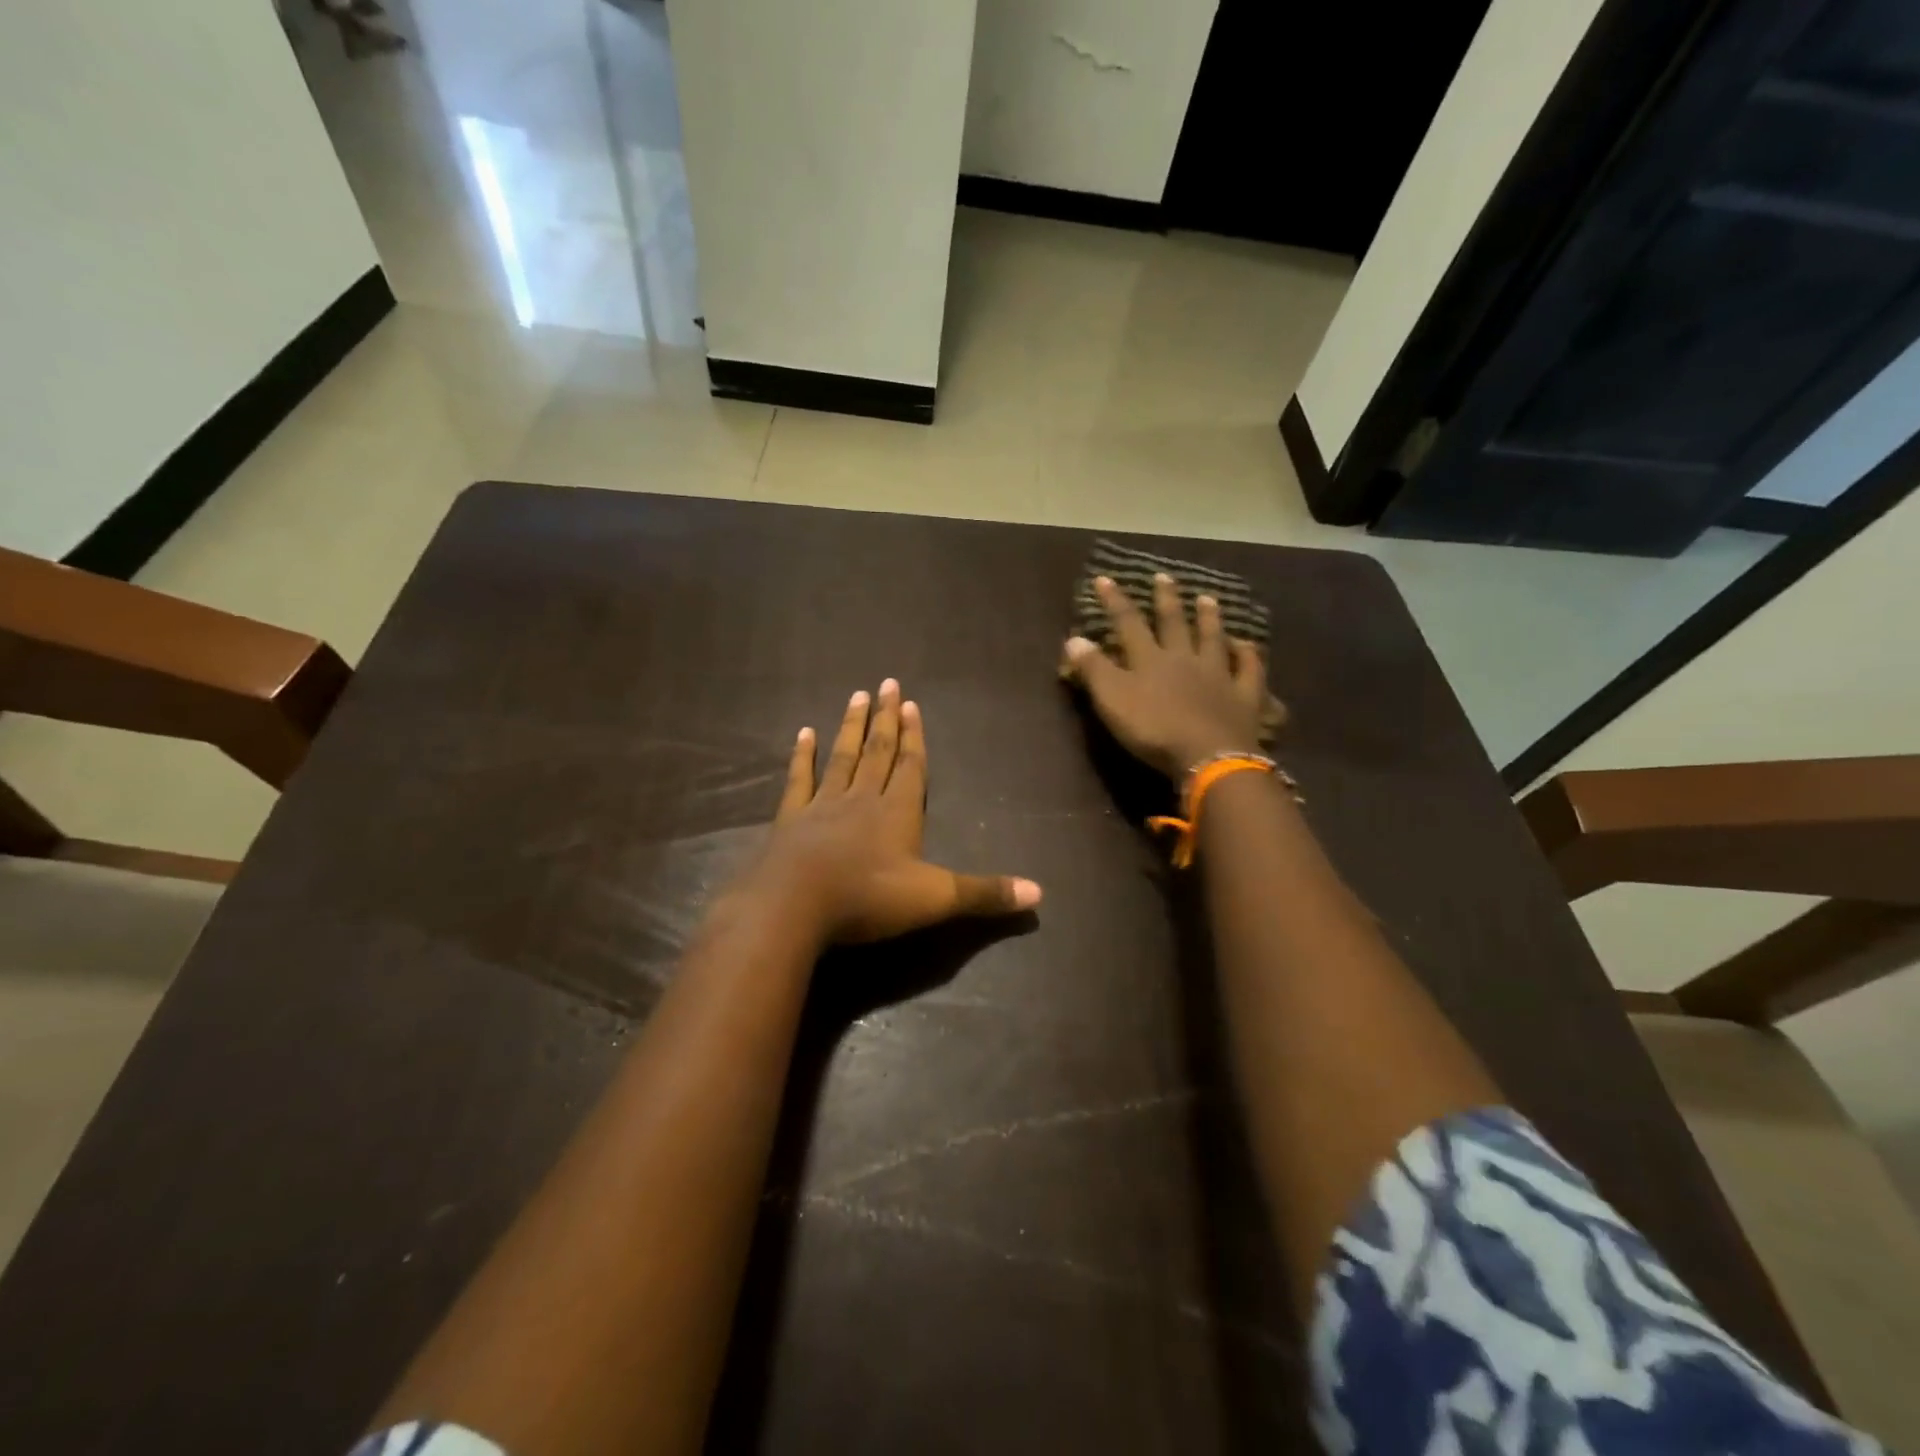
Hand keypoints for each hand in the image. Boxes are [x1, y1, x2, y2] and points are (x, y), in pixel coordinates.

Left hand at [747, 679, 1041, 944]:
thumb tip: (1040, 893)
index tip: (911, 704)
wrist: (795, 907)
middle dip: (886, 719)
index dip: (914, 737)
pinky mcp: (791, 819)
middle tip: (887, 683)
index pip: (911, 766)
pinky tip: (804, 732)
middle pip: (878, 752)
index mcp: (899, 813)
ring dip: (851, 727)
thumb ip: (984, 893)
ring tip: (856, 696)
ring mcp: (824, 805)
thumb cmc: (869, 898)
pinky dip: (803, 756)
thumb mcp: (935, 899)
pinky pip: (800, 779)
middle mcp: (863, 799)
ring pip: (842, 757)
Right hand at [1062, 573, 1266, 779]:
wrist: (1209, 756)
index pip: (1128, 623)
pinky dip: (1248, 654)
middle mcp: (1185, 659)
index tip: (1104, 579)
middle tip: (1164, 576)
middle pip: (1174, 623)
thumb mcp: (1112, 700)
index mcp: (1150, 659)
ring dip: (1209, 618)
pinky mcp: (1244, 696)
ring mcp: (1218, 675)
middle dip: (1166, 599)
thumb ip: (1094, 669)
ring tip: (1208, 598)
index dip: (1114, 601)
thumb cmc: (1154, 729)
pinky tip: (1247, 645)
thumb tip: (1073, 638)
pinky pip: (1249, 669)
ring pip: (1213, 638)